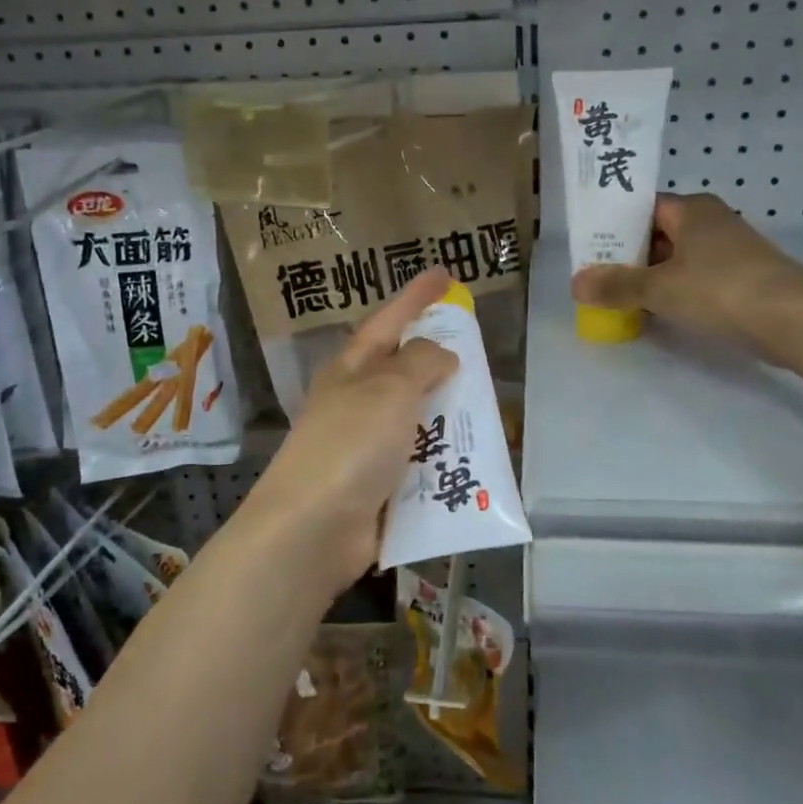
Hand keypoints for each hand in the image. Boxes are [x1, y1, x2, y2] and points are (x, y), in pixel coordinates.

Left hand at [239, 268, 458, 597]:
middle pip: (404, 370)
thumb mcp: (388, 389)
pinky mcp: (378, 487)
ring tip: (490, 411)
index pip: (389, 319)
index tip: (445, 273)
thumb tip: (442, 354)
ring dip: (449, 416)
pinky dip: (446, 461)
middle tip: (477, 350)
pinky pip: (421, 464)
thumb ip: (420, 363)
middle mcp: (356, 402)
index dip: (417, 295)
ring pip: (417, 419)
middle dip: (439, 361)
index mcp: (352, 369)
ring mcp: (365, 446)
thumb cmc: (349, 445)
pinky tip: (476, 464)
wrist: (311, 531)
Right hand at [571, 195, 802, 361]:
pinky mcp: (743, 278)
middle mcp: (711, 221)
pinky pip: (697, 279)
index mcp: (691, 209)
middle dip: (629, 257)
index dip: (614, 227)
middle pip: (659, 234)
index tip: (590, 249)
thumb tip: (575, 283)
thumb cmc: (720, 289)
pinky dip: (676, 292)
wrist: (794, 319)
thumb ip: (616, 285)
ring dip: (652, 277)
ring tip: (621, 298)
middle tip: (598, 278)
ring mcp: (730, 250)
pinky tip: (659, 312)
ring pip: (678, 259)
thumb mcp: (659, 289)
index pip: (642, 208)